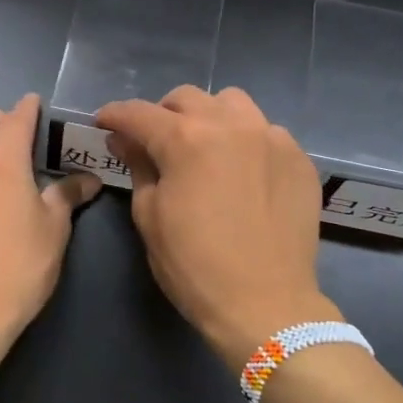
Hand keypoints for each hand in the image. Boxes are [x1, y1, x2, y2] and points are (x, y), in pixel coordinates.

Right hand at [95, 86, 340, 369]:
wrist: (266, 304)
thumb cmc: (195, 266)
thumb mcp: (150, 217)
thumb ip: (138, 167)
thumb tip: (126, 139)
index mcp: (186, 140)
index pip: (139, 113)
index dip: (115, 115)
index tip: (104, 122)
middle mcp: (231, 125)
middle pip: (186, 98)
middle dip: (163, 114)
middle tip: (155, 142)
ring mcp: (271, 138)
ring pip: (231, 103)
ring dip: (209, 117)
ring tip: (205, 147)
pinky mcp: (298, 158)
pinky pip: (266, 131)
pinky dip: (246, 141)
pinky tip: (243, 171)